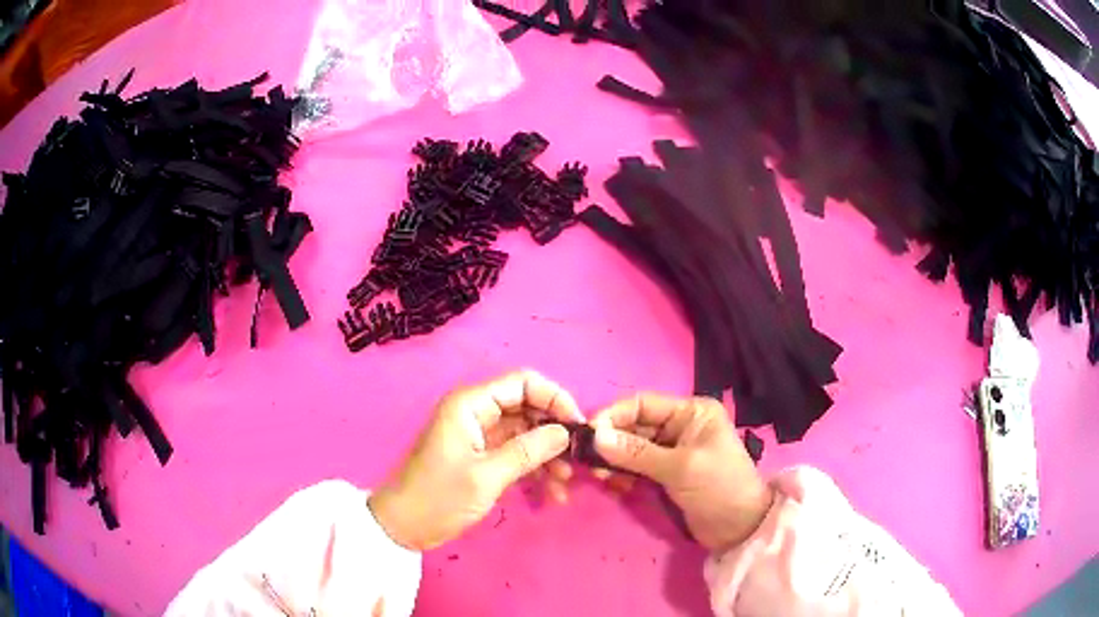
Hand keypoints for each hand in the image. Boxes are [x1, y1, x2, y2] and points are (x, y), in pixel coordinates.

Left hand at [368, 370, 582, 550]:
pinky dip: (534, 469)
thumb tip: (565, 432)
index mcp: (470, 404)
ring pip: (525, 432)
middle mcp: (476, 412)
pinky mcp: (481, 456)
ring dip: (547, 455)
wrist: (404, 526)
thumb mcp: (487, 476)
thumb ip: (528, 451)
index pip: (523, 382)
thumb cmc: (440, 497)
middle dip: (553, 431)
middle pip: (527, 407)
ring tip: (564, 483)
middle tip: (576, 458)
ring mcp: (479, 435)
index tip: (576, 426)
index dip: (554, 398)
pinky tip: (551, 492)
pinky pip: (515, 453)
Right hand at [591, 394, 773, 551]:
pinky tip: (613, 486)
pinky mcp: (665, 475)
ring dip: (613, 460)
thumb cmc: (718, 487)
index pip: (643, 404)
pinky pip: (636, 468)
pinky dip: (623, 475)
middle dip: (611, 442)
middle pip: (635, 426)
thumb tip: (596, 436)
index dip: (614, 416)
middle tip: (587, 461)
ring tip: (599, 476)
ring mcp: (672, 452)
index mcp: (691, 413)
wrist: (739, 529)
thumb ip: (637, 452)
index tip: (587, 433)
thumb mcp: (680, 467)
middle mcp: (680, 427)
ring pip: (631, 449)